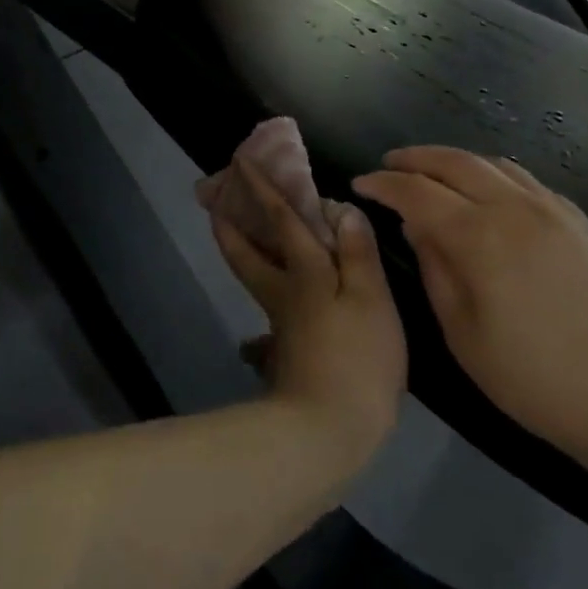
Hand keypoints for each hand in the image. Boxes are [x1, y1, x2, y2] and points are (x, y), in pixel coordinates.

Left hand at [208, 159, 405, 465]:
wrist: (327, 427)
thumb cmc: (356, 358)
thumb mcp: (370, 301)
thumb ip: (356, 254)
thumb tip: (340, 210)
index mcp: (303, 271)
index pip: (279, 218)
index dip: (262, 187)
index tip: (241, 160)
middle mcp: (281, 289)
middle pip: (245, 248)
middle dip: (229, 219)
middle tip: (216, 197)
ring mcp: (279, 318)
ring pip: (251, 271)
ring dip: (241, 244)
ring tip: (239, 228)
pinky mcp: (284, 344)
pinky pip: (268, 296)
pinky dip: (264, 280)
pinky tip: (278, 285)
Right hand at [353, 147, 587, 479]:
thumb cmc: (540, 381)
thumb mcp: (464, 335)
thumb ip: (436, 271)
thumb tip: (417, 228)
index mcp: (480, 237)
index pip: (416, 192)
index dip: (383, 184)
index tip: (360, 184)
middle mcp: (516, 209)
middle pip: (455, 163)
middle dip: (414, 158)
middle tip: (388, 164)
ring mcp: (556, 213)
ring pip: (495, 165)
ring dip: (454, 160)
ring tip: (433, 172)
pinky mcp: (585, 226)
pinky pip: (528, 181)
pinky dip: (494, 174)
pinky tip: (489, 193)